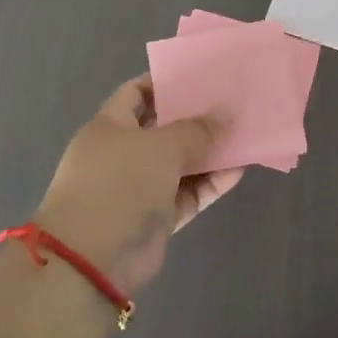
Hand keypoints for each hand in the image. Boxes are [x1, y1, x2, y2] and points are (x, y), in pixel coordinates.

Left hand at [33, 75, 243, 297]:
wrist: (92, 260)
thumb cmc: (119, 185)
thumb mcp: (161, 147)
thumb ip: (196, 129)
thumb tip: (226, 112)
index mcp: (110, 126)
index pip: (136, 93)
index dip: (166, 84)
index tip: (202, 78)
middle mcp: (122, 154)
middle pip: (164, 129)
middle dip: (196, 118)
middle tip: (233, 105)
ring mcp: (138, 188)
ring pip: (180, 163)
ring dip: (209, 152)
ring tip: (245, 135)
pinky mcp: (155, 218)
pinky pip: (188, 193)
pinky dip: (210, 183)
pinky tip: (239, 170)